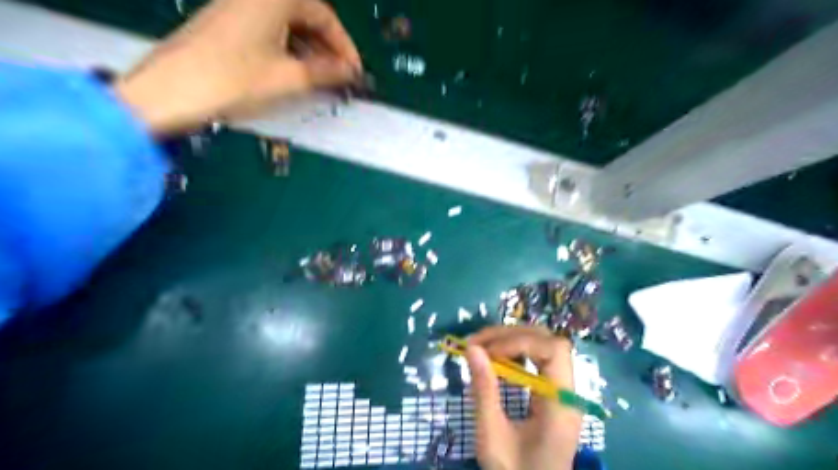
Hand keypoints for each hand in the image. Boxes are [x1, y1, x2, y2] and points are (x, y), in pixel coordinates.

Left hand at [114, 0, 360, 132]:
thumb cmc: (235, 80)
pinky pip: (271, 31)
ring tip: (323, 79)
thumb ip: (326, 72)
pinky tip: (297, 72)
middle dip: (328, 47)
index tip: (355, 72)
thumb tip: (351, 72)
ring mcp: (239, 6)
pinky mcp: (228, 23)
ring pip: (289, 24)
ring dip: (310, 50)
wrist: (171, 90)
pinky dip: (290, 50)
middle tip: (341, 77)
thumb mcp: (289, 78)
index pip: (325, 15)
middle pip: (306, 16)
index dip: (345, 45)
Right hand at [465, 325, 584, 469]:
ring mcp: (563, 391)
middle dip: (512, 335)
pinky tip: (496, 359)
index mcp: (561, 404)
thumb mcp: (492, 437)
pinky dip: (516, 352)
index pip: (553, 350)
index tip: (488, 352)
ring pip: (544, 346)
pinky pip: (539, 360)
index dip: (520, 341)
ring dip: (512, 340)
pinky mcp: (554, 393)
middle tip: (477, 343)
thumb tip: (471, 348)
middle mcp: (569, 392)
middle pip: (549, 341)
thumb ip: (484, 391)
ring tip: (482, 347)